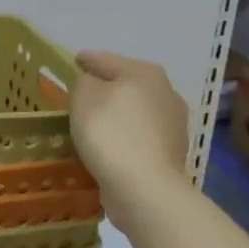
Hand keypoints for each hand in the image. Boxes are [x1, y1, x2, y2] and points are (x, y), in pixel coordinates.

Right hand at [70, 50, 192, 200]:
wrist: (145, 188)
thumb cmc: (111, 132)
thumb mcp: (84, 96)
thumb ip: (85, 81)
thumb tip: (94, 85)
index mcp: (145, 73)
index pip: (107, 60)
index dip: (87, 59)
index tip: (75, 60)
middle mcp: (166, 92)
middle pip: (126, 84)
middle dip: (105, 88)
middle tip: (81, 94)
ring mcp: (174, 125)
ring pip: (135, 111)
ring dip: (117, 114)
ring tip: (94, 123)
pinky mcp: (172, 153)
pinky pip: (139, 136)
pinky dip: (125, 137)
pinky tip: (110, 145)